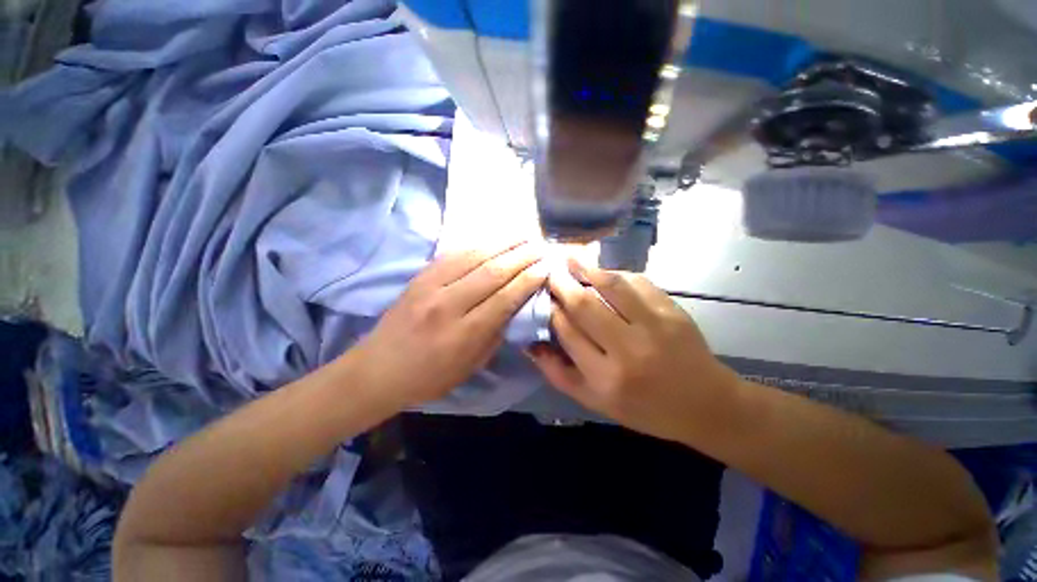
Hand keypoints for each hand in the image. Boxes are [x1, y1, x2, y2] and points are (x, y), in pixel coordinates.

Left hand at [350, 241, 548, 406]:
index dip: (528, 279)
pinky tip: (492, 240)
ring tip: (522, 235)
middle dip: (521, 256)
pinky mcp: (419, 277)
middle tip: (540, 245)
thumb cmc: (430, 376)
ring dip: (502, 243)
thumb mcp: (472, 365)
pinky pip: (452, 254)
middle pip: (492, 272)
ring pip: (473, 257)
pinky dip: (476, 245)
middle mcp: (448, 305)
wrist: (378, 369)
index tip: (545, 267)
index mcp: (464, 333)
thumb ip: (495, 333)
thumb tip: (515, 305)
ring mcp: (430, 286)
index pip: (505, 298)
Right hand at [527, 257, 739, 443]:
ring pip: (611, 286)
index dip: (551, 310)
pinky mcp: (673, 311)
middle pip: (585, 305)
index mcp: (606, 378)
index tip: (543, 297)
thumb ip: (559, 374)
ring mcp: (654, 326)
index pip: (568, 332)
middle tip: (550, 271)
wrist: (706, 404)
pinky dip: (616, 274)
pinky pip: (637, 282)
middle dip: (562, 284)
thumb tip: (530, 344)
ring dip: (587, 269)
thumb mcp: (595, 402)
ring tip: (571, 259)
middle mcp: (628, 350)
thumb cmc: (645, 408)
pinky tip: (605, 273)